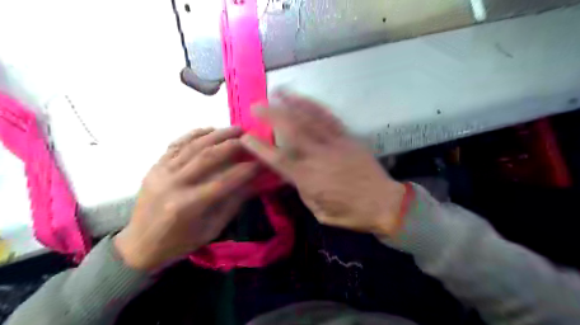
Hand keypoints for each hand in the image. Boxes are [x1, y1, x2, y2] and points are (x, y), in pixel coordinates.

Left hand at [114, 126, 256, 271]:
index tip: (263, 161)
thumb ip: (233, 202)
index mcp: (189, 206)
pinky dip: (194, 134)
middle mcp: (174, 185)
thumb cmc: (180, 242)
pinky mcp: (155, 167)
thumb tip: (253, 181)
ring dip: (217, 135)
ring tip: (235, 129)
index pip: (225, 181)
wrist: (139, 245)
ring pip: (193, 146)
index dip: (246, 169)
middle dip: (233, 145)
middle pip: (208, 157)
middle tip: (251, 138)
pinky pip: (176, 144)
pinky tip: (209, 130)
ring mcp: (161, 173)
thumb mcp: (212, 228)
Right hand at [239, 94, 403, 236]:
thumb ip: (302, 189)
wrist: (383, 203)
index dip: (259, 147)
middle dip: (271, 116)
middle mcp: (317, 157)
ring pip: (309, 119)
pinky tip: (304, 99)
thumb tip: (292, 174)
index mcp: (308, 178)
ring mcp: (334, 144)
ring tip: (277, 92)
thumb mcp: (319, 210)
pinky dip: (315, 106)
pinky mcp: (347, 138)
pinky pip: (329, 118)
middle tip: (256, 106)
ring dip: (291, 103)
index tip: (245, 137)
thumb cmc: (349, 213)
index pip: (277, 159)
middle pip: (290, 131)